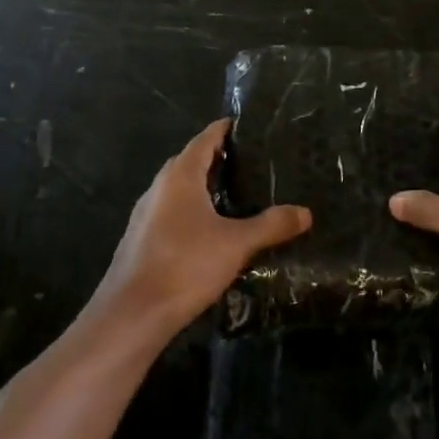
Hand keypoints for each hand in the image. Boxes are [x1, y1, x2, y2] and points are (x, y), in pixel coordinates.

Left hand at [94, 119, 311, 336]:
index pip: (204, 140)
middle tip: (249, 162)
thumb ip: (271, 225)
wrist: (133, 313)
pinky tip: (210, 230)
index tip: (245, 125)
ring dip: (202, 187)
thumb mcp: (236, 244)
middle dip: (216, 158)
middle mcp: (159, 188)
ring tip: (235, 195)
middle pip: (189, 162)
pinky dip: (191, 210)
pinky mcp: (142, 239)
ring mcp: (146, 214)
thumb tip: (306, 212)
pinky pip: (171, 212)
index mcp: (180, 176)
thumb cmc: (186, 265)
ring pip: (178, 189)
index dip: (224, 130)